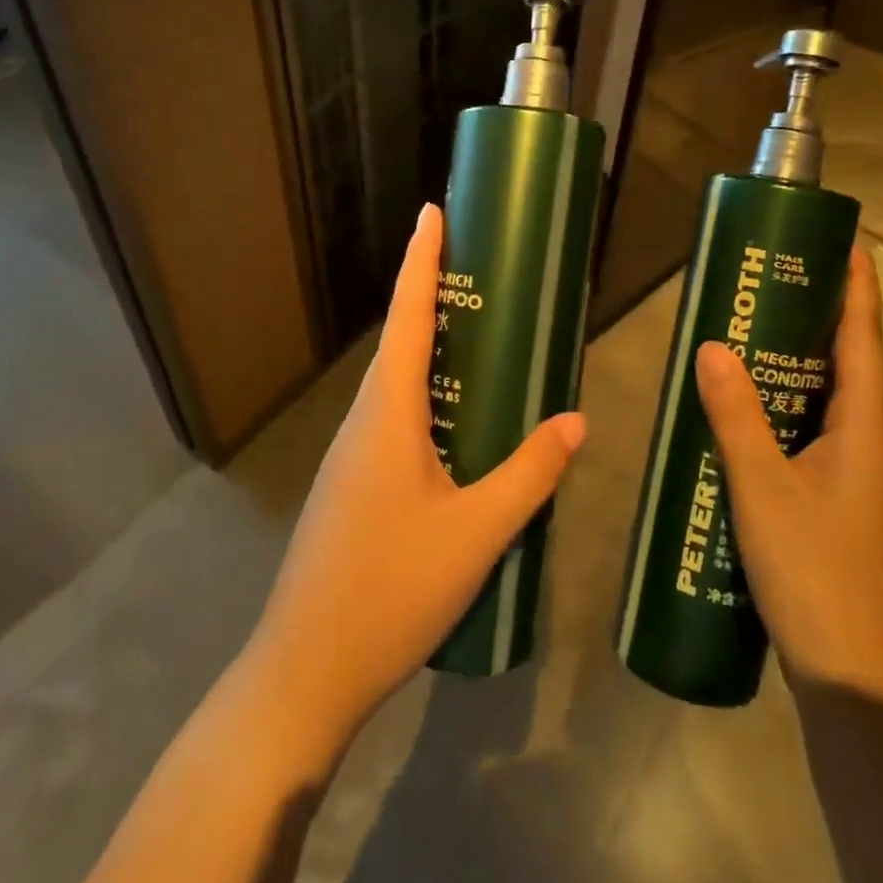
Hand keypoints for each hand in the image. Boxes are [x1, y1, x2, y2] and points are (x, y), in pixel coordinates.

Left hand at [245, 203, 584, 751]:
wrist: (306, 670)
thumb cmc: (391, 590)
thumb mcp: (476, 533)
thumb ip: (529, 474)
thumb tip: (576, 421)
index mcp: (388, 413)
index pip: (409, 316)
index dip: (420, 260)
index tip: (431, 212)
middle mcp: (364, 421)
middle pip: (400, 342)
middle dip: (432, 296)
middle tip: (480, 273)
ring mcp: (352, 456)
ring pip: (395, 384)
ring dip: (430, 350)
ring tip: (479, 339)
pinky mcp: (352, 486)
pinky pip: (393, 420)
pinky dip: (426, 398)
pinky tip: (457, 426)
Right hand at [694, 246, 882, 722]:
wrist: (856, 680)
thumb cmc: (816, 574)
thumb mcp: (764, 489)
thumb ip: (736, 417)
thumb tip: (711, 347)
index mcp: (864, 431)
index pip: (863, 341)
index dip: (857, 289)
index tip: (846, 241)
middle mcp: (867, 446)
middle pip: (846, 365)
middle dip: (818, 318)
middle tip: (771, 281)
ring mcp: (854, 480)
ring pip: (825, 404)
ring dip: (796, 366)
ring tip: (749, 335)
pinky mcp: (834, 506)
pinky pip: (808, 438)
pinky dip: (781, 412)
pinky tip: (742, 418)